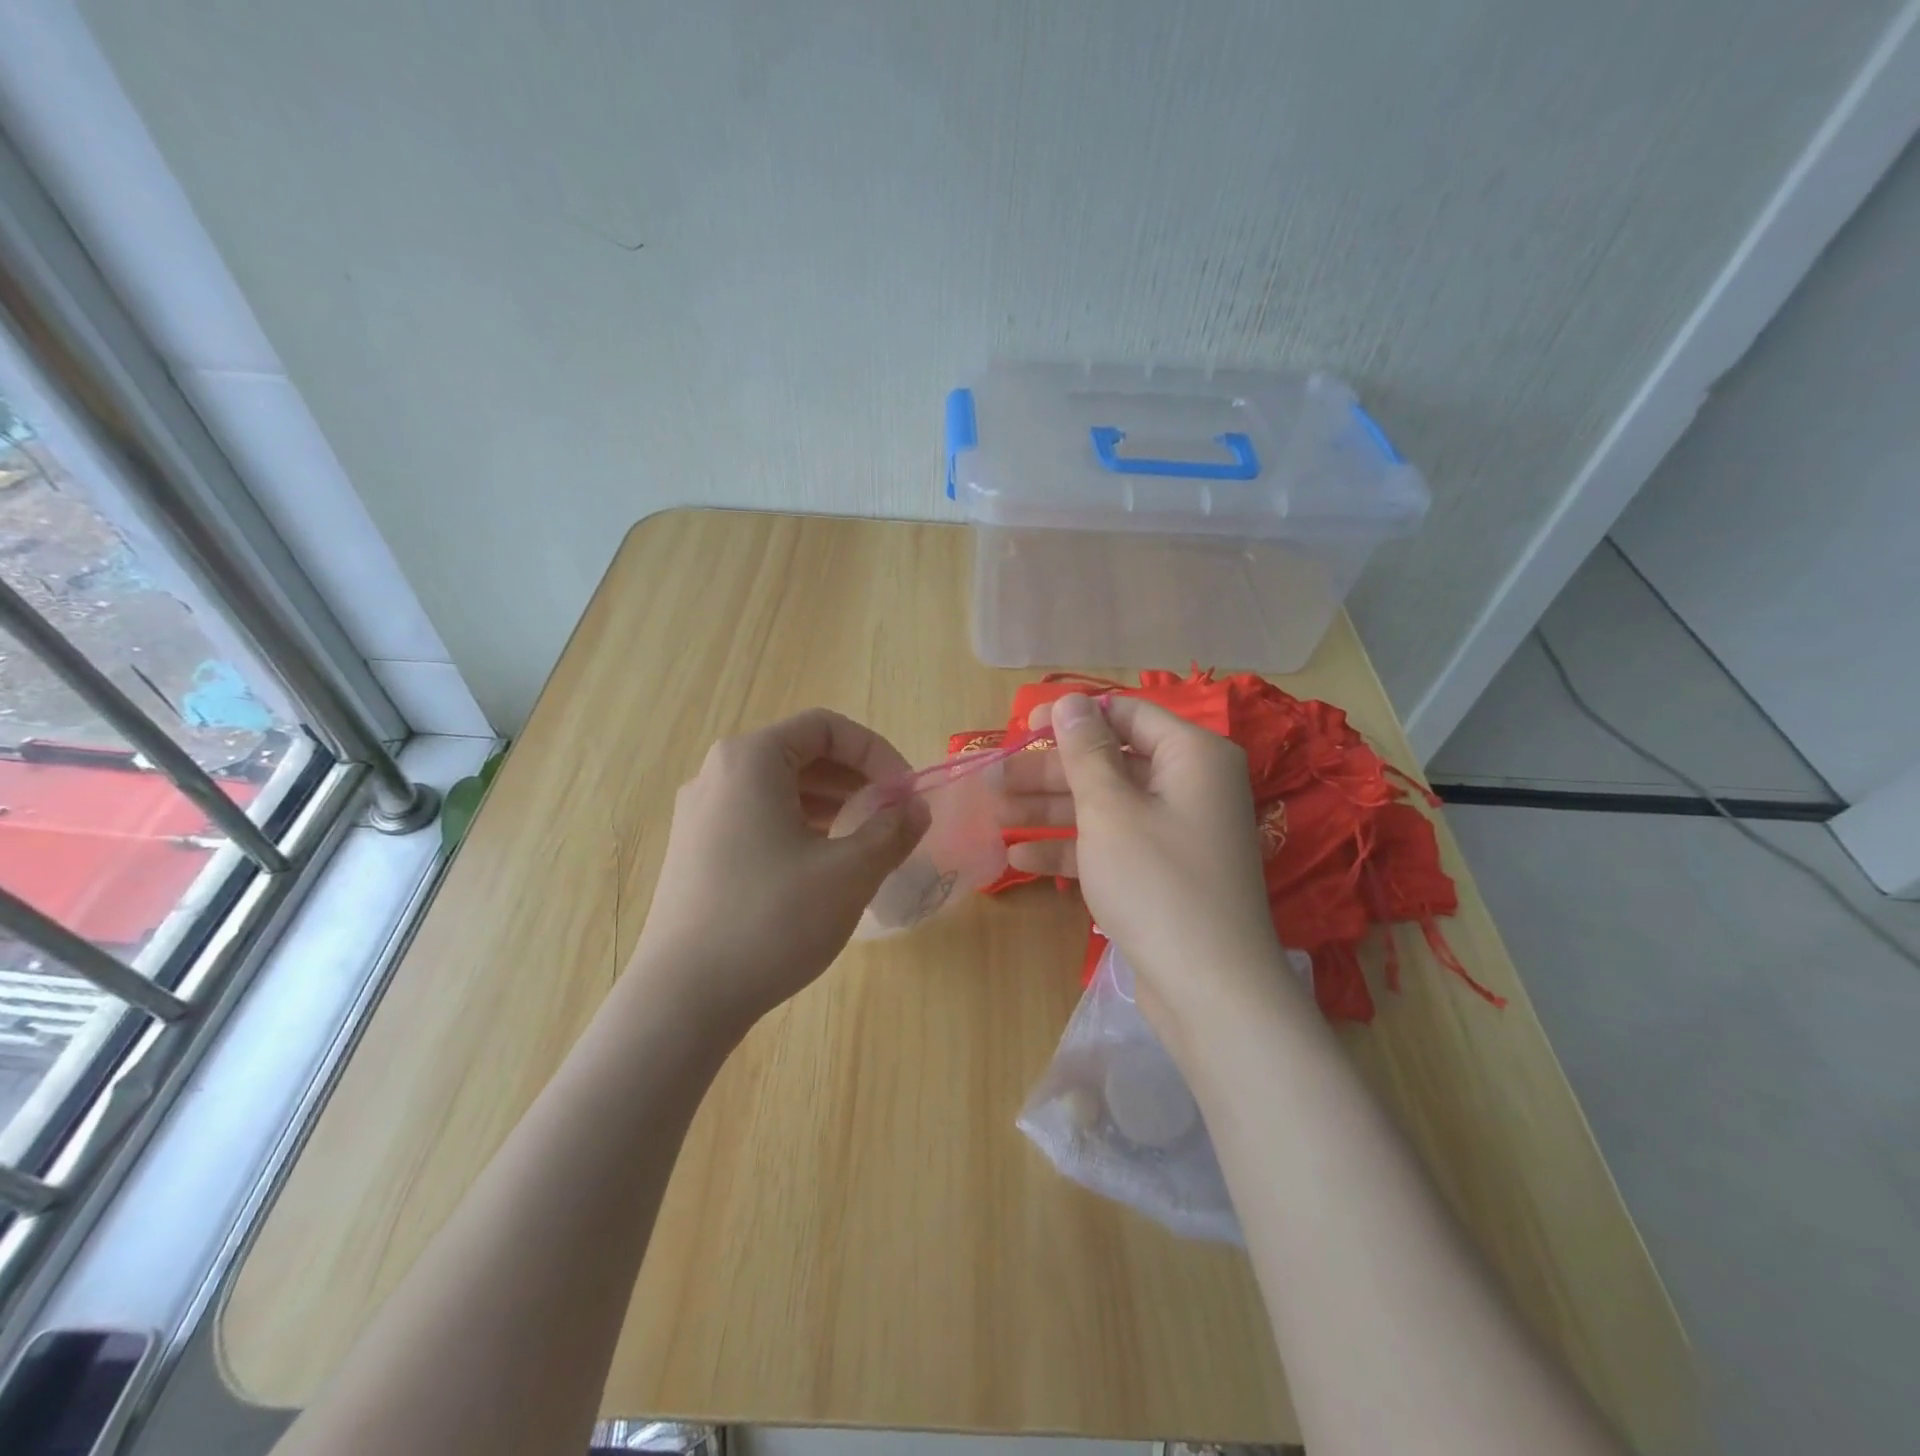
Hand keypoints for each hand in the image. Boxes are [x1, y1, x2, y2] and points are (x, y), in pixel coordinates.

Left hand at [627, 708, 928, 1035]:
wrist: (683, 998)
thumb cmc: (771, 920)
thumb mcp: (849, 873)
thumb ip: (893, 831)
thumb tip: (916, 809)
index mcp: (751, 760)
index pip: (827, 727)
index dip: (877, 752)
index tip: (905, 793)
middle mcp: (718, 774)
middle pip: (801, 754)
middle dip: (856, 778)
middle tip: (892, 816)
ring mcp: (701, 814)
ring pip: (780, 788)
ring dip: (831, 803)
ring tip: (865, 840)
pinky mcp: (696, 851)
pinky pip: (758, 817)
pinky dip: (800, 826)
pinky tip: (823, 865)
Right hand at [1006, 693, 1298, 1036]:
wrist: (1210, 991)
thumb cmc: (1157, 882)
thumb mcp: (1110, 809)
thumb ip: (1085, 752)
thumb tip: (1070, 701)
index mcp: (1192, 755)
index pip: (1127, 715)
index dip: (1073, 717)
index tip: (1023, 726)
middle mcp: (1190, 786)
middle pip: (1110, 763)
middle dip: (1051, 772)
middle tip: (995, 779)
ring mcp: (1176, 833)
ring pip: (1106, 806)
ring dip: (1051, 811)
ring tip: (994, 813)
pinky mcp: (1161, 874)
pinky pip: (1112, 846)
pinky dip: (1071, 850)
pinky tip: (1019, 859)